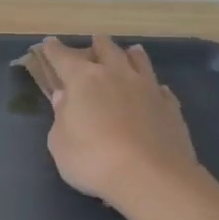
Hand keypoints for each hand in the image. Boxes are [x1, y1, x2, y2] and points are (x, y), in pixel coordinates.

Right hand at [37, 35, 200, 210]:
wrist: (149, 177)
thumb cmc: (91, 159)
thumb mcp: (60, 142)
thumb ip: (61, 116)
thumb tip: (65, 97)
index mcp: (84, 80)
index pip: (63, 58)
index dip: (54, 50)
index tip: (48, 43)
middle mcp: (117, 75)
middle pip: (106, 50)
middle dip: (96, 45)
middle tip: (93, 42)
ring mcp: (147, 88)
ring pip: (139, 61)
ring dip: (130, 54)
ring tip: (129, 52)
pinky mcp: (170, 106)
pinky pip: (159, 87)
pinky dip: (152, 84)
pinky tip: (154, 88)